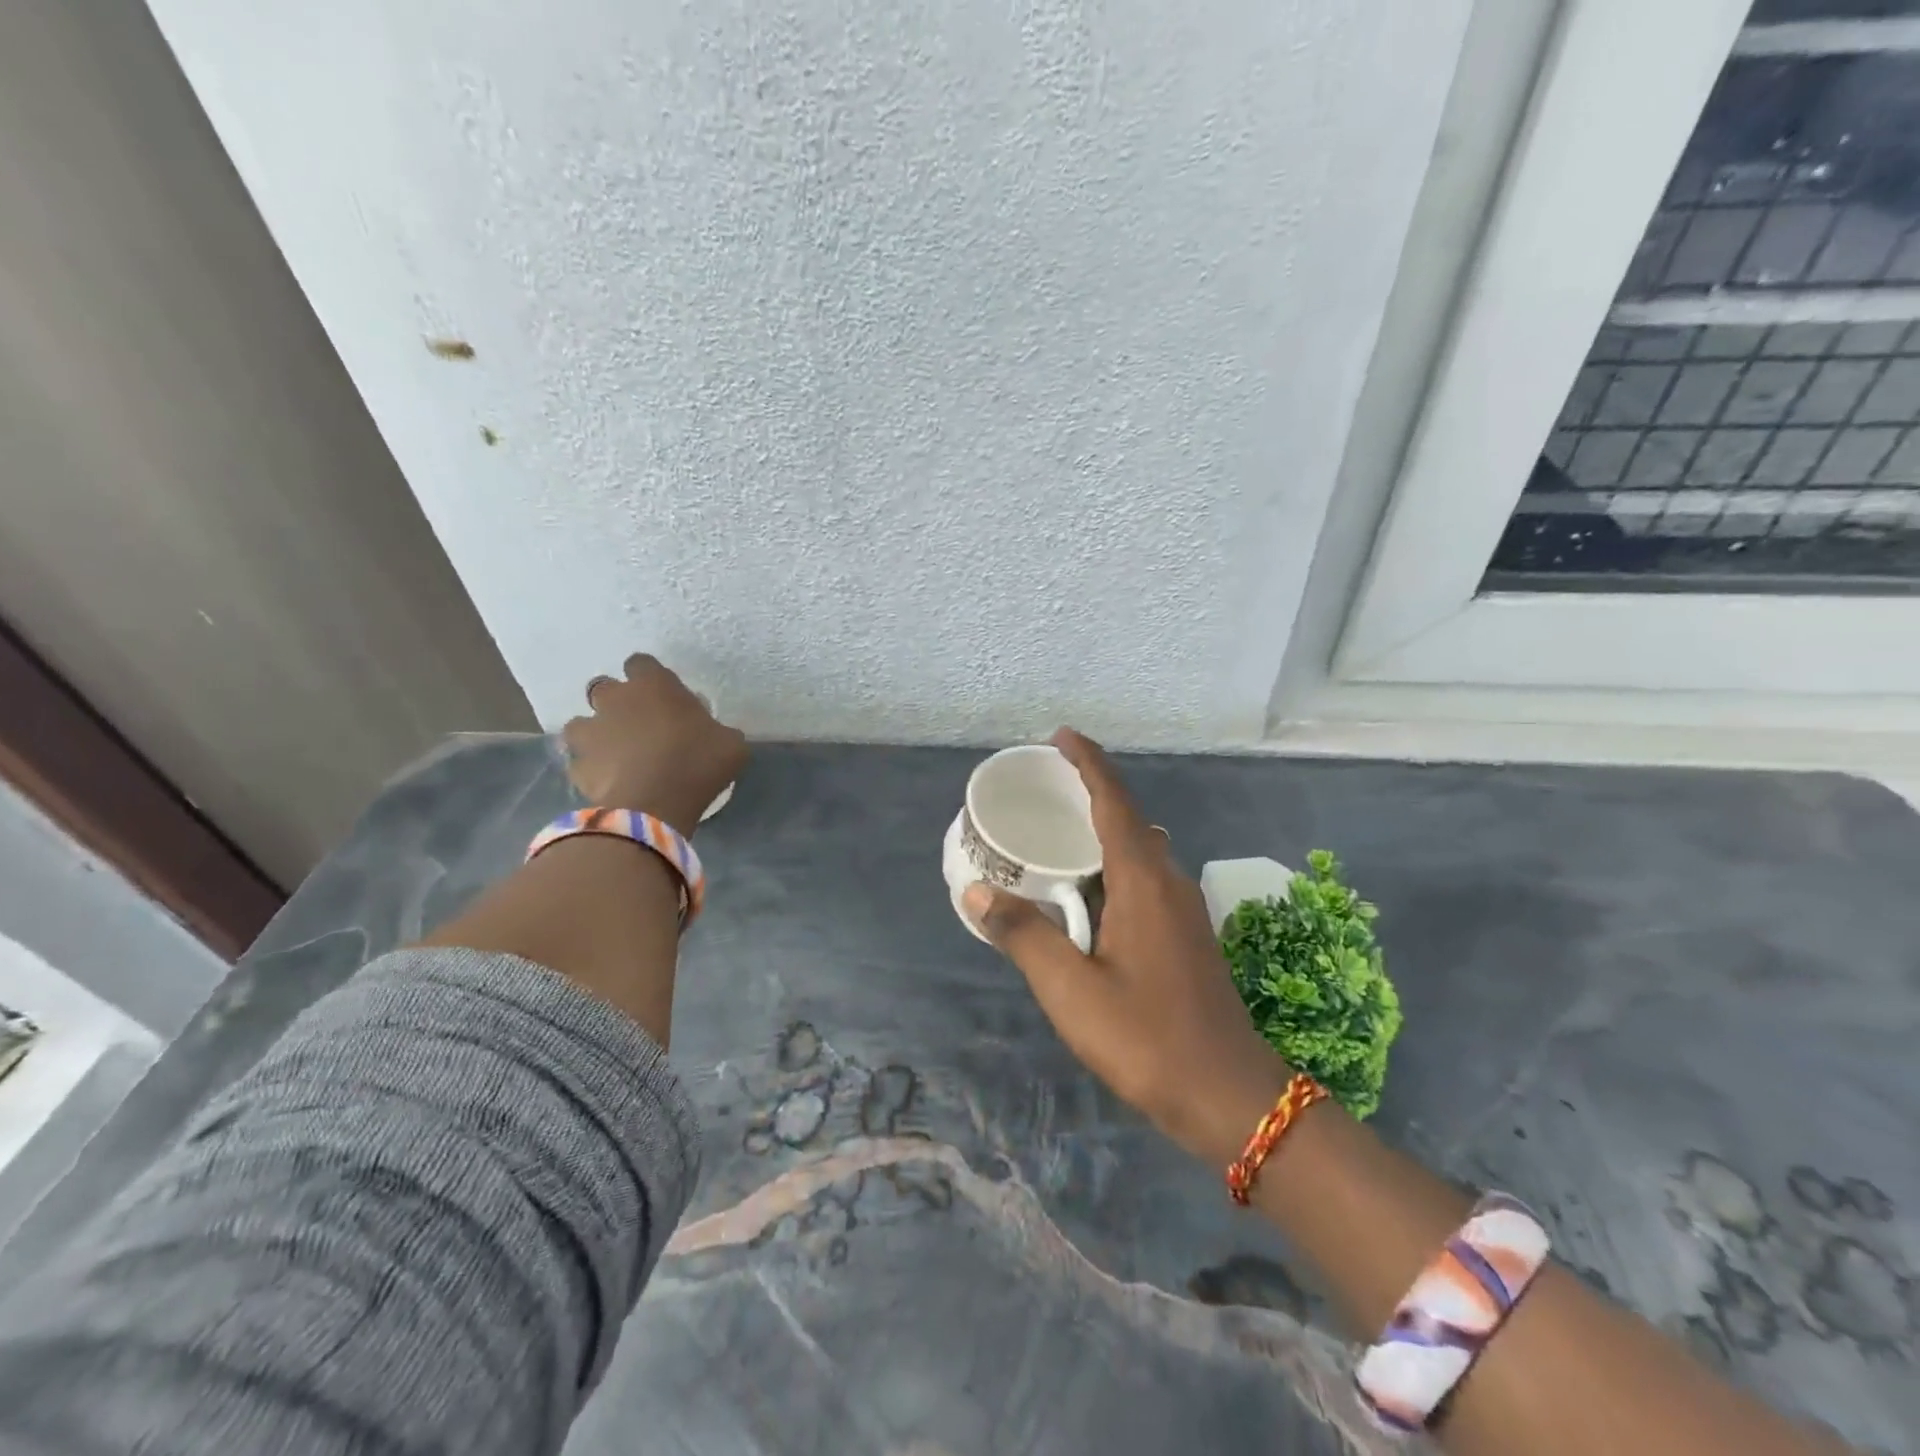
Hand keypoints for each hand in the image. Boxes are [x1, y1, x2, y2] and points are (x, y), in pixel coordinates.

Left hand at [562, 655, 747, 835]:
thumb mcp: (731, 744)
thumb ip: (718, 730)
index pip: (641, 663)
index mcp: (654, 685)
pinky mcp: (578, 765)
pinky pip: (581, 762)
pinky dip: (592, 770)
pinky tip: (610, 783)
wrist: (653, 807)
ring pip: (581, 724)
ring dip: (596, 733)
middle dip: (617, 703)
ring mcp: (590, 732)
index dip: (649, 677)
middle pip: (604, 688)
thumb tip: (715, 735)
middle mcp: (615, 699)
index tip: (663, 696)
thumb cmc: (697, 764)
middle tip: (639, 724)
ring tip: (616, 754)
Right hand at [963, 728, 1289, 1165]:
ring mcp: (1183, 909)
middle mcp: (1169, 882)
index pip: (1114, 801)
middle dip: (1089, 794)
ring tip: (1058, 835)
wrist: (1230, 1096)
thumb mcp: (1071, 990)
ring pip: (1139, 851)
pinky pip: (1145, 878)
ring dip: (1102, 832)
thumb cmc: (1147, 1038)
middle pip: (1128, 818)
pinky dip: (1113, 865)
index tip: (1060, 736)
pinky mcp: (1187, 934)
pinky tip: (1088, 893)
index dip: (1088, 763)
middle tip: (1044, 789)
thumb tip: (976, 892)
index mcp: (1143, 881)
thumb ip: (1024, 936)